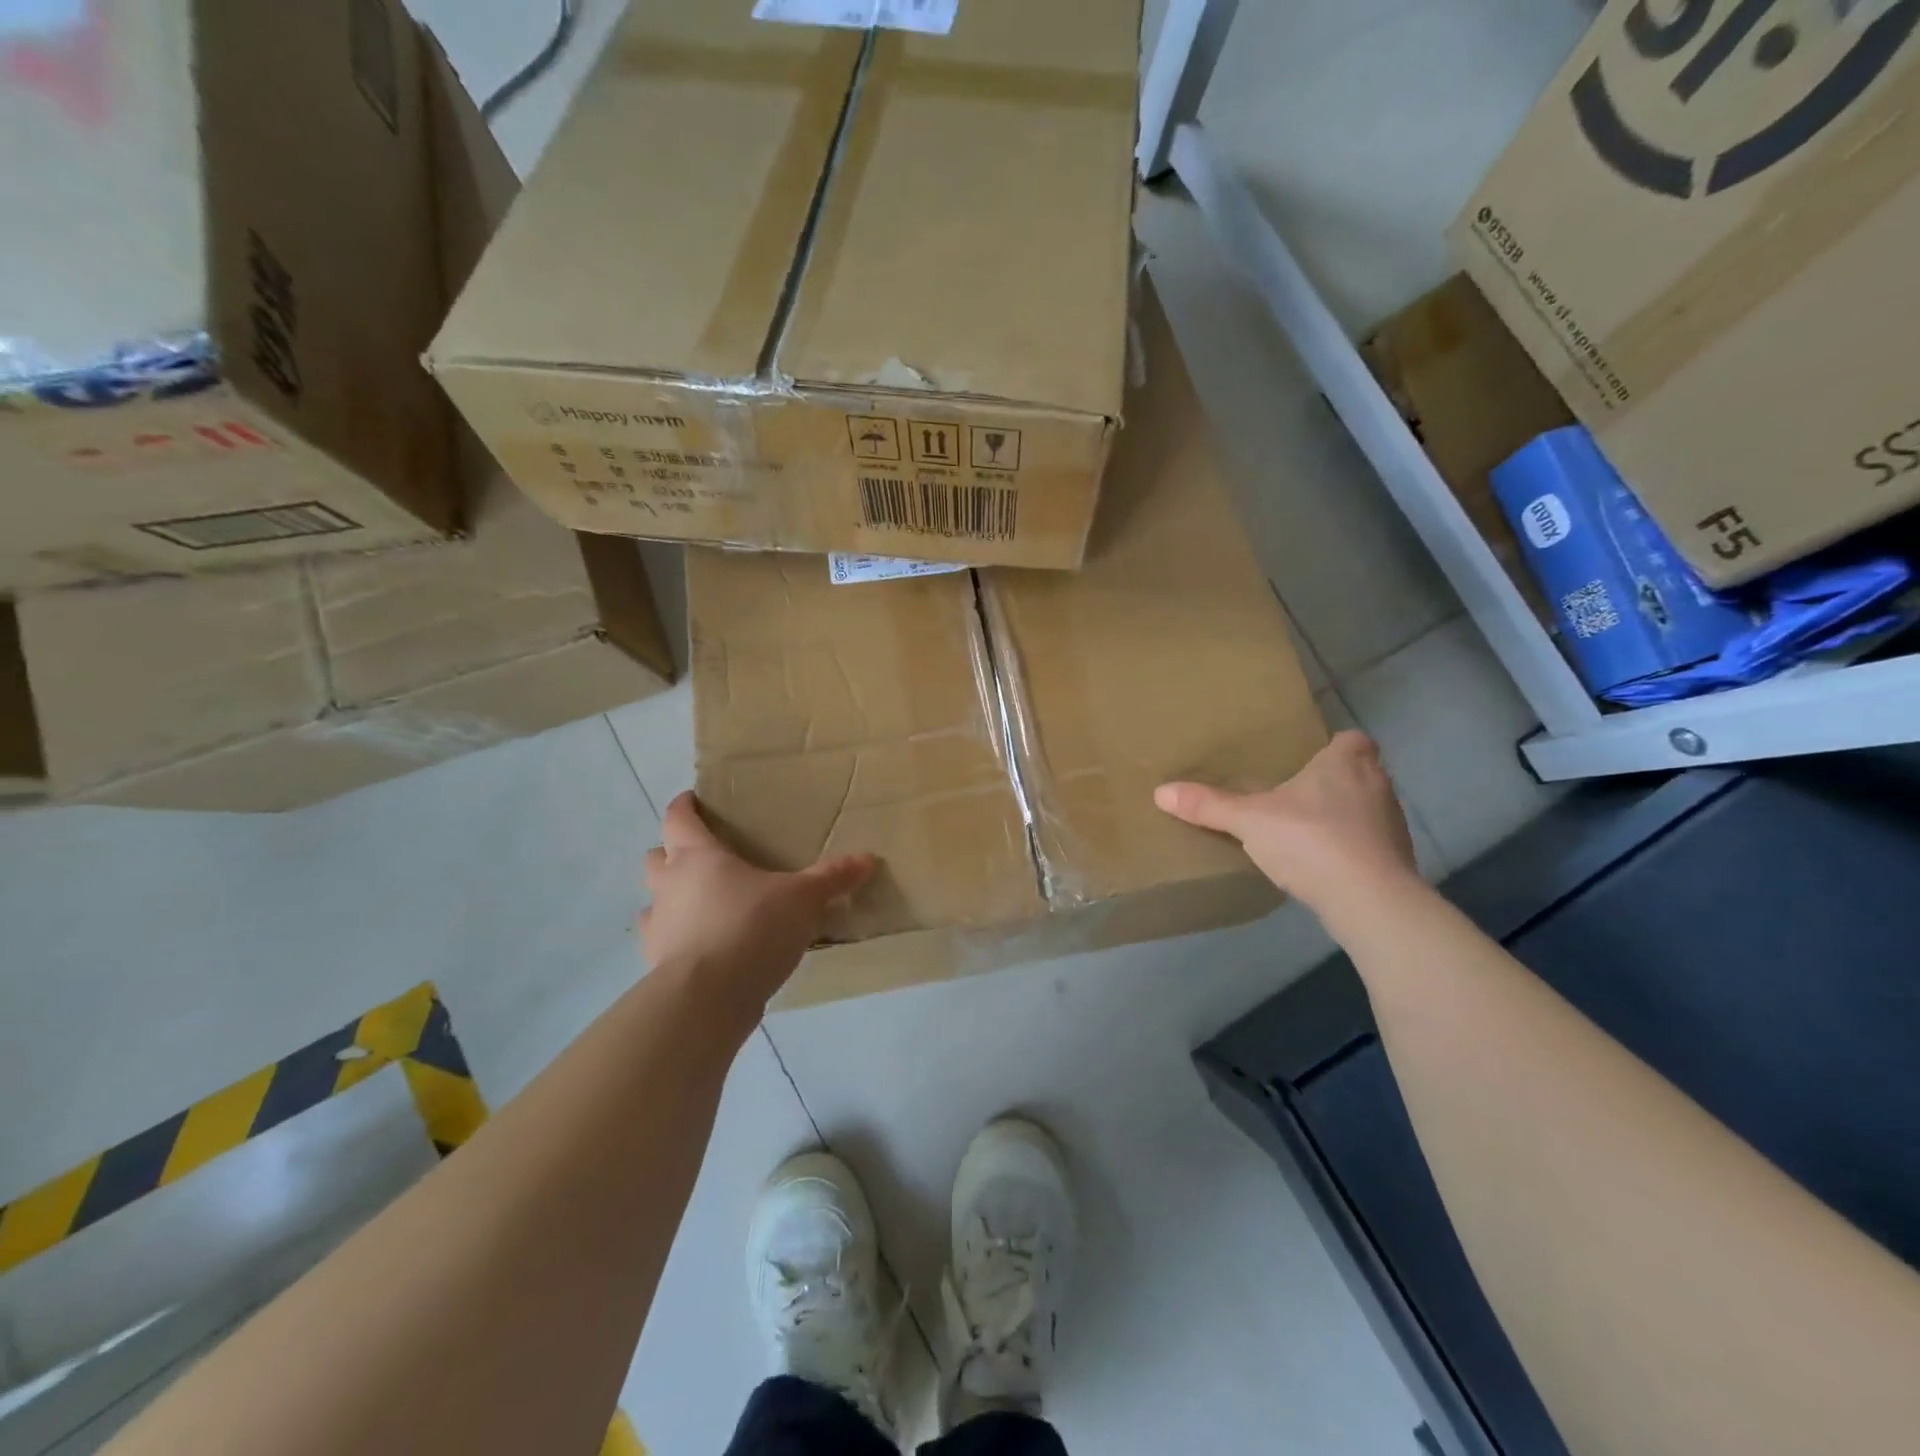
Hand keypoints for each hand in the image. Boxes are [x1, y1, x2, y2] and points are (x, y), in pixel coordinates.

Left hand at [640, 793, 876, 1013]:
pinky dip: (678, 938)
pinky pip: (662, 940)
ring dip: (672, 897)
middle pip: (656, 855)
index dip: (684, 806)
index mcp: (698, 856)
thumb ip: (831, 878)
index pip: (678, 818)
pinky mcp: (657, 963)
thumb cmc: (751, 928)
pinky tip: (704, 946)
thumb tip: (867, 858)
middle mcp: (669, 885)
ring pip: (654, 899)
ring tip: (703, 905)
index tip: (693, 800)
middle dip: (673, 852)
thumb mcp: (802, 899)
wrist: (707, 998)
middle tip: (704, 857)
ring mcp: (658, 926)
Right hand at [1155, 731, 1418, 917]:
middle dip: (1331, 782)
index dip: (1333, 746)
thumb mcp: (1249, 821)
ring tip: (1303, 830)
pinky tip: (1321, 863)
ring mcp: (1392, 824)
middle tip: (1293, 794)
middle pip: (1358, 773)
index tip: (1306, 760)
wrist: (1369, 901)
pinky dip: (1350, 848)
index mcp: (1347, 762)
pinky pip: (1368, 843)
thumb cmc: (1311, 840)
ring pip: (1365, 809)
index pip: (1352, 739)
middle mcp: (1378, 785)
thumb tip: (1160, 791)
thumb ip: (1209, 805)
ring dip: (1341, 817)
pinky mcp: (1396, 860)